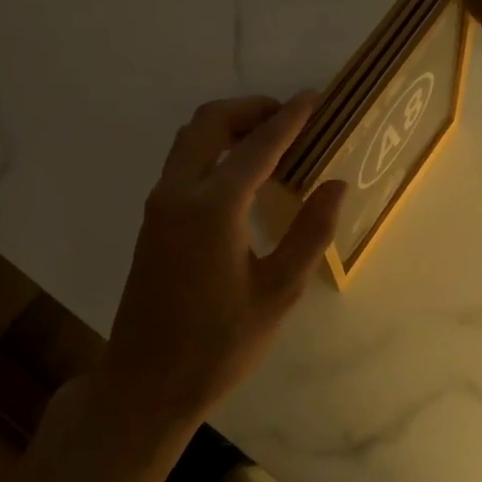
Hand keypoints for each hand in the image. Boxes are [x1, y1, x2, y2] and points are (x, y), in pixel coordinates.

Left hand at [100, 94, 344, 436]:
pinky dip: (212, 148)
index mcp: (213, 208)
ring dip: (228, 125)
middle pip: (210, 122)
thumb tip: (336, 184)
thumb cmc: (218, 345)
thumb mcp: (277, 293)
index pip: (258, 145)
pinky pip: (182, 162)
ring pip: (190, 138)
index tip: (315, 97)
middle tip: (289, 116)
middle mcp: (179, 193)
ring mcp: (159, 205)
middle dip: (250, 108)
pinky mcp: (152, 220)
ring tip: (268, 139)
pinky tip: (240, 174)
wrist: (145, 384)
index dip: (290, 118)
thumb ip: (311, 233)